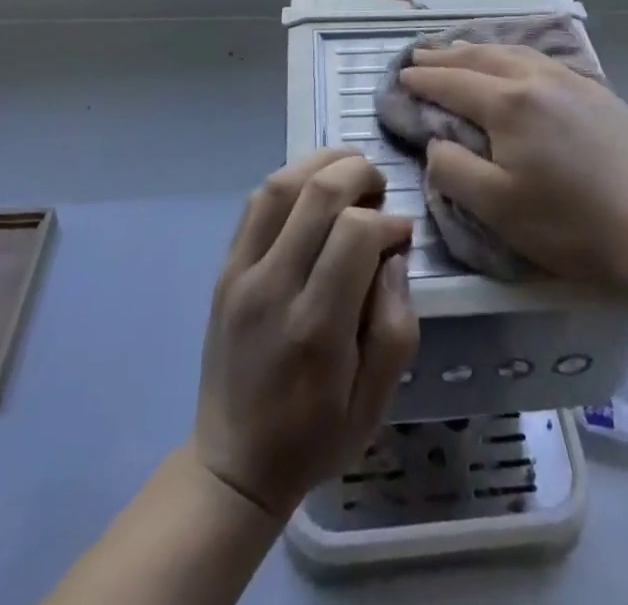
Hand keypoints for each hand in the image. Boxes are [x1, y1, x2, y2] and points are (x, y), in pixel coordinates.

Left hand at [192, 149, 419, 518]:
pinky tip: (314, 188)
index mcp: (316, 329)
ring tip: (351, 170)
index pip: (354, 233)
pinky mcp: (224, 268)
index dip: (388, 220)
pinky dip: (290, 179)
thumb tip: (393, 256)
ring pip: (280, 185)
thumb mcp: (376, 402)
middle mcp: (273, 289)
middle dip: (359, 173)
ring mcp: (240, 274)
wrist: (233, 464)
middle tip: (381, 188)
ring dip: (322, 163)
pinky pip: (255, 203)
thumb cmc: (315, 437)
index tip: (402, 233)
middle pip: (317, 194)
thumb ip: (396, 325)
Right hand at [398, 44, 627, 294]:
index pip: (453, 82)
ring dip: (480, 49)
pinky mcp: (597, 92)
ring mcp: (572, 81)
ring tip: (460, 50)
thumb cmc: (569, 225)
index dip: (423, 79)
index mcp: (509, 103)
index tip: (400, 75)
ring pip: (515, 52)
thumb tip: (436, 141)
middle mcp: (537, 78)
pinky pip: (543, 60)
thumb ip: (453, 169)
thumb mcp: (497, 208)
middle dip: (446, 56)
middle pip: (482, 57)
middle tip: (420, 55)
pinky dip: (515, 55)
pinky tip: (516, 63)